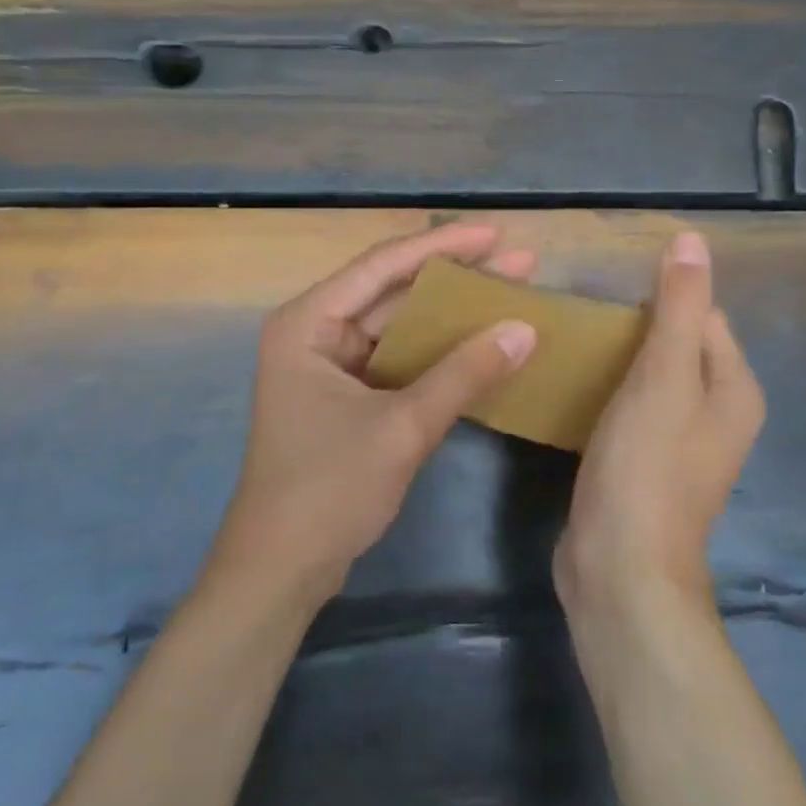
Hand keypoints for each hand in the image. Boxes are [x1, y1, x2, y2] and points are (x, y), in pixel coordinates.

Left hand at [208, 222, 538, 606]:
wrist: (280, 572)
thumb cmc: (328, 489)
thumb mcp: (402, 427)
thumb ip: (464, 374)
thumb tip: (525, 328)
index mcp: (308, 322)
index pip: (382, 266)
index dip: (442, 247)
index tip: (495, 234)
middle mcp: (316, 332)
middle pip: (394, 292)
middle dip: (456, 278)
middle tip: (519, 262)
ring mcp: (330, 365)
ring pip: (400, 325)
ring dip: (451, 315)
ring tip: (511, 294)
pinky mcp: (347, 395)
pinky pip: (399, 359)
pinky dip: (438, 351)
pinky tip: (479, 343)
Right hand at [555, 231, 765, 618]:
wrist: (620, 569)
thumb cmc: (646, 466)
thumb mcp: (664, 376)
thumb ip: (679, 307)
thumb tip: (692, 240)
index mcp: (734, 389)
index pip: (703, 316)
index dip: (661, 298)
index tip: (609, 293)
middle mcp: (717, 414)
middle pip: (677, 345)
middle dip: (636, 327)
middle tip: (583, 317)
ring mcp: (681, 444)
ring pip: (651, 378)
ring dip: (619, 358)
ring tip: (573, 343)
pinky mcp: (646, 464)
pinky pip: (632, 408)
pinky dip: (610, 391)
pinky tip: (576, 385)